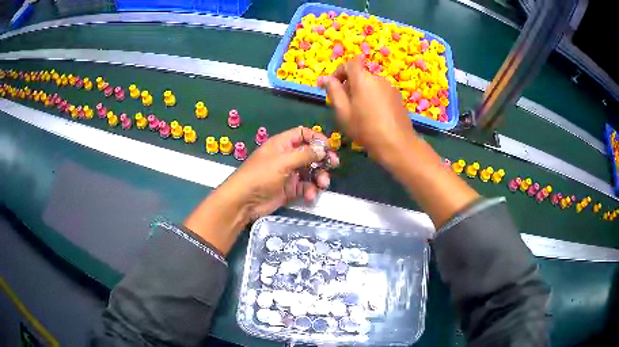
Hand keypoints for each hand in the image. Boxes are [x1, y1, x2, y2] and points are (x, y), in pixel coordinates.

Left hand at [227, 126, 338, 218]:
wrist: (244, 201)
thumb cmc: (261, 175)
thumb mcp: (283, 162)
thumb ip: (305, 154)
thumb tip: (323, 149)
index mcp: (282, 144)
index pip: (303, 134)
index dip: (316, 138)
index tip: (329, 147)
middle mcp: (287, 157)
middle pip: (310, 154)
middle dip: (322, 159)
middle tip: (333, 164)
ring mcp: (289, 174)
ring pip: (311, 171)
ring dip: (319, 177)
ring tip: (322, 184)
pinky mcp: (290, 190)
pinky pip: (305, 187)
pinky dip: (310, 190)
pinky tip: (309, 195)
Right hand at [322, 56, 416, 163]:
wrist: (397, 144)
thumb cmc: (366, 129)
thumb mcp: (343, 112)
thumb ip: (334, 92)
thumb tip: (327, 79)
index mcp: (363, 79)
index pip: (350, 63)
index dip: (340, 71)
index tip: (333, 85)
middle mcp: (378, 78)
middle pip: (360, 75)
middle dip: (350, 85)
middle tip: (344, 104)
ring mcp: (390, 87)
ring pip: (371, 84)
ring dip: (362, 92)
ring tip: (359, 112)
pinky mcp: (398, 97)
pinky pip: (380, 92)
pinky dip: (373, 98)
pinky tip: (374, 116)